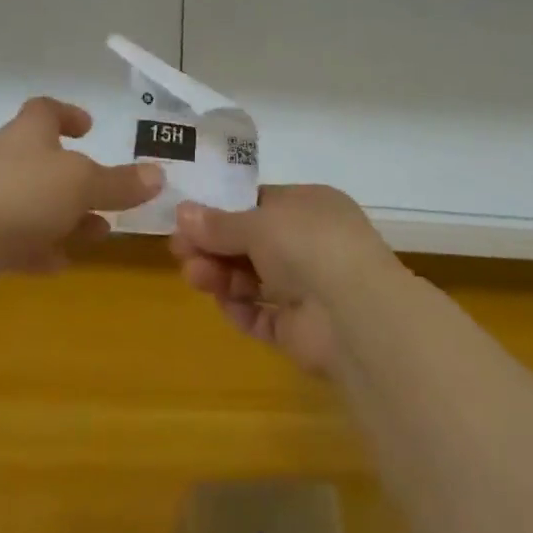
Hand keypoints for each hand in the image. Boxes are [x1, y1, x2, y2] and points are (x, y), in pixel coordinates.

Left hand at [0, 97, 160, 298]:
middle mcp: (8, 162)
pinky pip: (18, 242)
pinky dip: (41, 250)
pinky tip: (61, 264)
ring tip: (98, 235)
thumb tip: (158, 174)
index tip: (88, 127)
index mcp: (29, 134)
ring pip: (36, 206)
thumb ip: (119, 183)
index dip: (67, 115)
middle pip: (45, 163)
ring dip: (67, 219)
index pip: (45, 111)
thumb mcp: (82, 184)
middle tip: (108, 197)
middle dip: (78, 181)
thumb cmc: (21, 194)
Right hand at [170, 185, 397, 376]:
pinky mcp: (300, 329)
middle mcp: (311, 243)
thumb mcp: (258, 223)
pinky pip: (262, 316)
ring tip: (193, 276)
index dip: (223, 211)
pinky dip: (241, 309)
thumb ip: (219, 224)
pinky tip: (224, 303)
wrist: (355, 314)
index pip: (260, 204)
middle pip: (252, 243)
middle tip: (178, 250)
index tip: (187, 218)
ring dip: (222, 275)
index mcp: (310, 206)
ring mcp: (308, 288)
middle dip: (214, 246)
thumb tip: (182, 213)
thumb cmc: (309, 244)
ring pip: (254, 279)